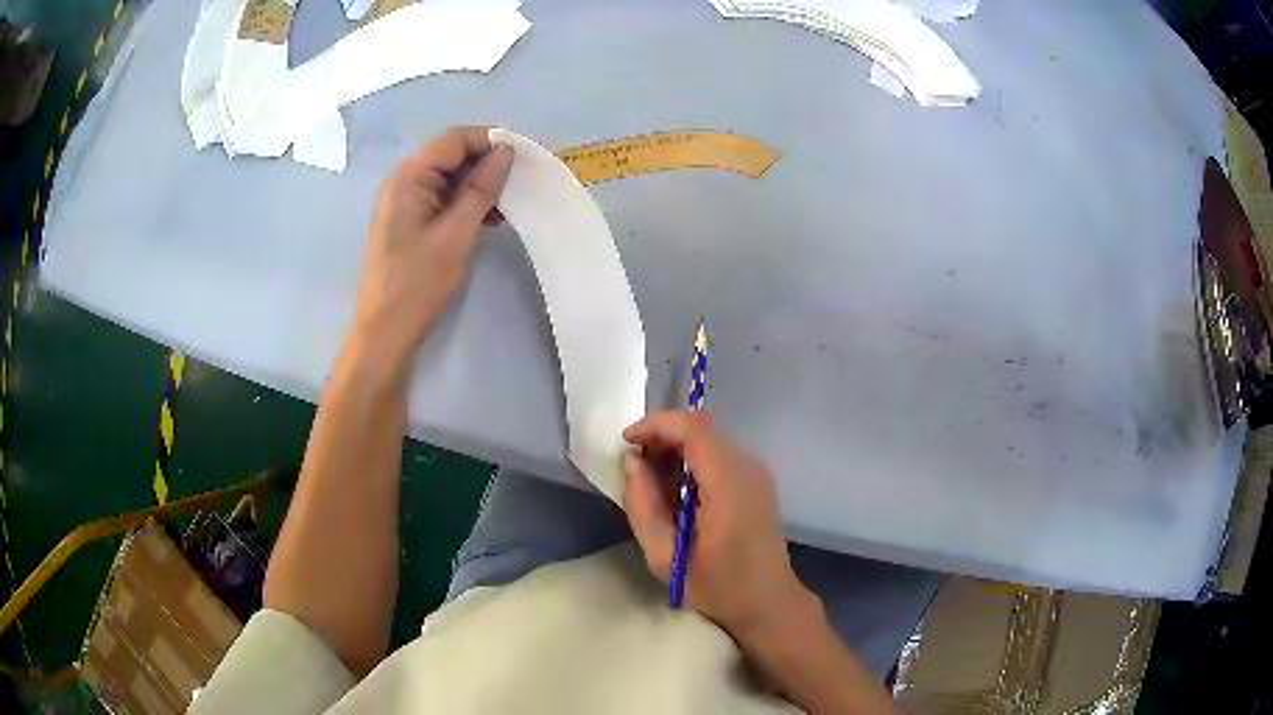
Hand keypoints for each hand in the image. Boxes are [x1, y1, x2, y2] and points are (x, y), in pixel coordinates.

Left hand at [351, 126, 512, 373]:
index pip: (453, 139)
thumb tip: (505, 152)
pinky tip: (491, 217)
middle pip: (450, 155)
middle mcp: (403, 182)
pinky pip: (443, 198)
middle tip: (522, 179)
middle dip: (487, 162)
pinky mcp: (410, 222)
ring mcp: (405, 202)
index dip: (489, 139)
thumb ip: (481, 188)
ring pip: (449, 178)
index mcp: (408, 178)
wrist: (385, 332)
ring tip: (511, 201)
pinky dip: (467, 202)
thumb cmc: (417, 283)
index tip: (524, 154)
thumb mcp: (456, 233)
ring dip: (480, 184)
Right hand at [621, 412, 814, 636]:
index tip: (626, 442)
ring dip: (676, 447)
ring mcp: (757, 472)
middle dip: (662, 436)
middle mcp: (748, 469)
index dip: (656, 425)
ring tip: (652, 481)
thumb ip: (643, 505)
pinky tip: (678, 491)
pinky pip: (720, 453)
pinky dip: (692, 459)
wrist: (769, 601)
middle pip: (701, 428)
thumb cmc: (718, 587)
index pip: (694, 430)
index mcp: (729, 488)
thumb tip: (630, 460)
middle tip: (634, 466)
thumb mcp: (665, 557)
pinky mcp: (758, 479)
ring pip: (710, 437)